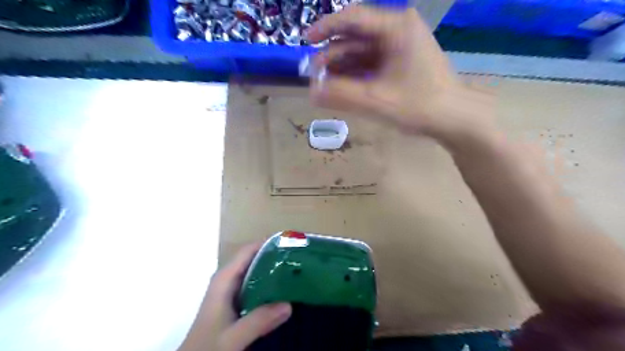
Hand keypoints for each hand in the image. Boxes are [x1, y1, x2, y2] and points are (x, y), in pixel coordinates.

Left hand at [177, 244, 291, 350]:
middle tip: (298, 259)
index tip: (291, 244)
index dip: (268, 244)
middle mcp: (227, 280)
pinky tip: (283, 292)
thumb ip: (258, 321)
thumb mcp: (233, 337)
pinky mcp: (235, 302)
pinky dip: (269, 285)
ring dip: (273, 271)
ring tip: (296, 271)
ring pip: (255, 272)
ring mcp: (231, 291)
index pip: (248, 251)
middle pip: (253, 259)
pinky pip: (255, 286)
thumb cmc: (207, 345)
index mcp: (224, 279)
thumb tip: (289, 305)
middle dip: (275, 257)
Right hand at [307, 4, 487, 139]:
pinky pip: (371, 63)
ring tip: (324, 84)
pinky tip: (342, 86)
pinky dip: (355, 74)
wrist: (454, 118)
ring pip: (362, 51)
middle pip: (356, 36)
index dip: (326, 28)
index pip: (353, 17)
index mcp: (396, 28)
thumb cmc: (419, 106)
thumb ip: (341, 96)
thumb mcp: (377, 101)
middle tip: (313, 74)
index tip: (306, 42)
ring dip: (342, 67)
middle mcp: (398, 30)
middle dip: (332, 55)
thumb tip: (311, 93)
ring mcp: (400, 47)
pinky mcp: (400, 62)